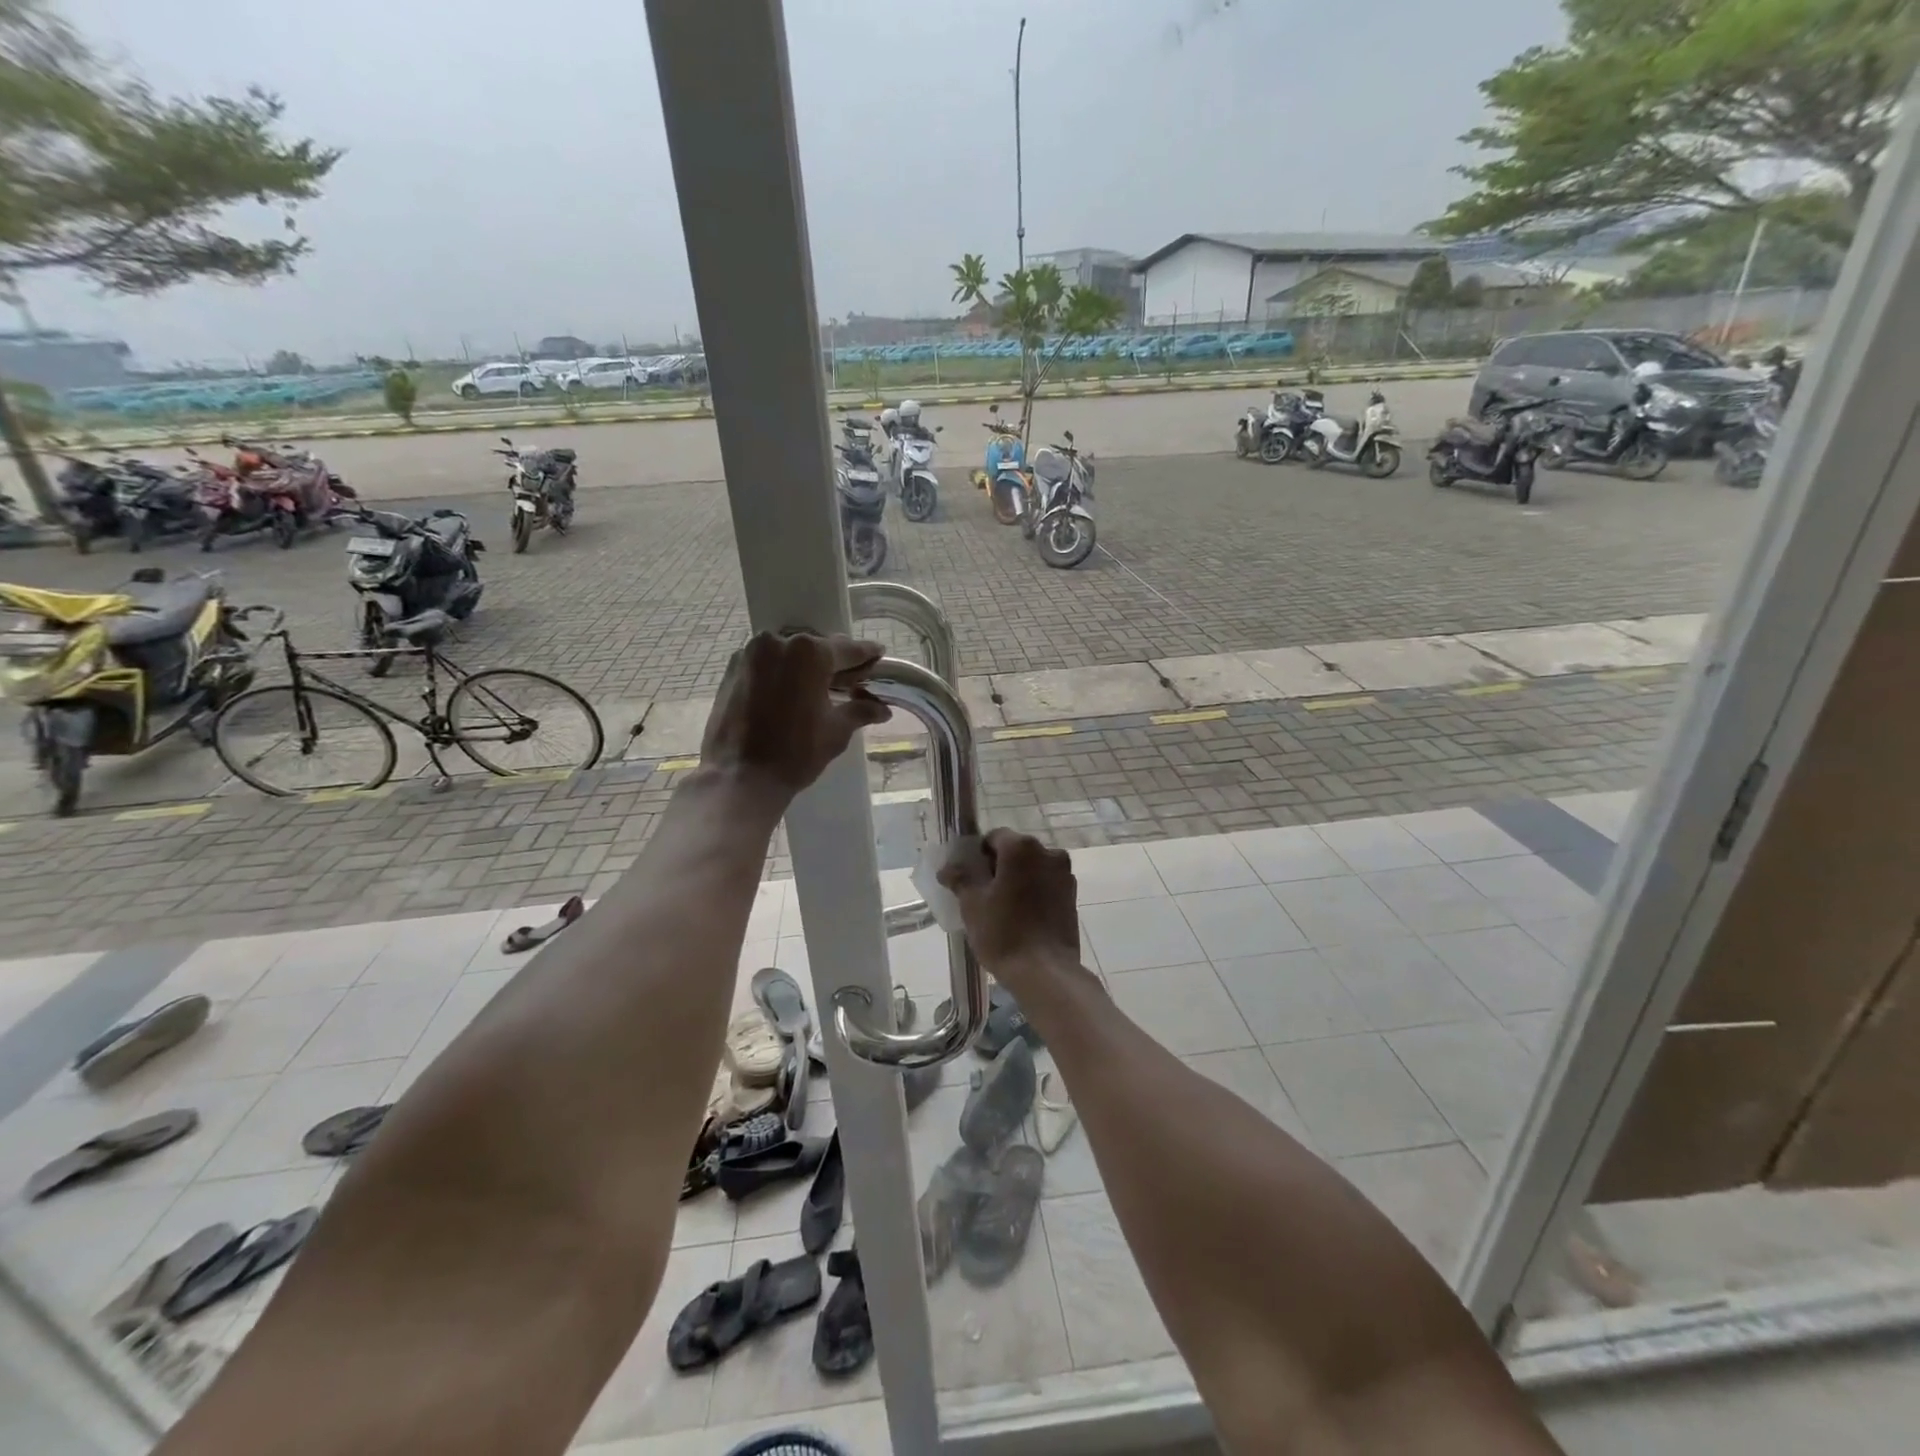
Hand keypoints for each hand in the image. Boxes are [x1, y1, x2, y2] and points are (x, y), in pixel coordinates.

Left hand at [700, 631, 889, 801]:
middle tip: (852, 678)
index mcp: (809, 652)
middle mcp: (778, 642)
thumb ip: (860, 711)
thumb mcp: (836, 731)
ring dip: (805, 667)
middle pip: (816, 648)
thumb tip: (882, 709)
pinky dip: (781, 674)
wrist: (740, 777)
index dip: (866, 654)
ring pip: (789, 654)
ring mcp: (751, 654)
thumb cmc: (796, 752)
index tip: (878, 653)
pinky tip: (790, 693)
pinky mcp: (732, 670)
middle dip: (835, 662)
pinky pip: (766, 664)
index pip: (847, 649)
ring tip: (820, 688)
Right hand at [937, 829, 1080, 978]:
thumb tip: (948, 868)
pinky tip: (1022, 916)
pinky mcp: (1073, 896)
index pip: (994, 838)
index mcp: (1021, 848)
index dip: (978, 854)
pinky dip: (1033, 892)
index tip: (969, 876)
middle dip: (999, 866)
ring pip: (1033, 868)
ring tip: (1002, 906)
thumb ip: (960, 879)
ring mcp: (1064, 874)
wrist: (1045, 972)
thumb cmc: (1004, 932)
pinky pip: (1046, 884)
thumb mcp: (972, 905)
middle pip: (1016, 851)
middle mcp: (1048, 853)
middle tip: (982, 892)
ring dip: (1018, 879)